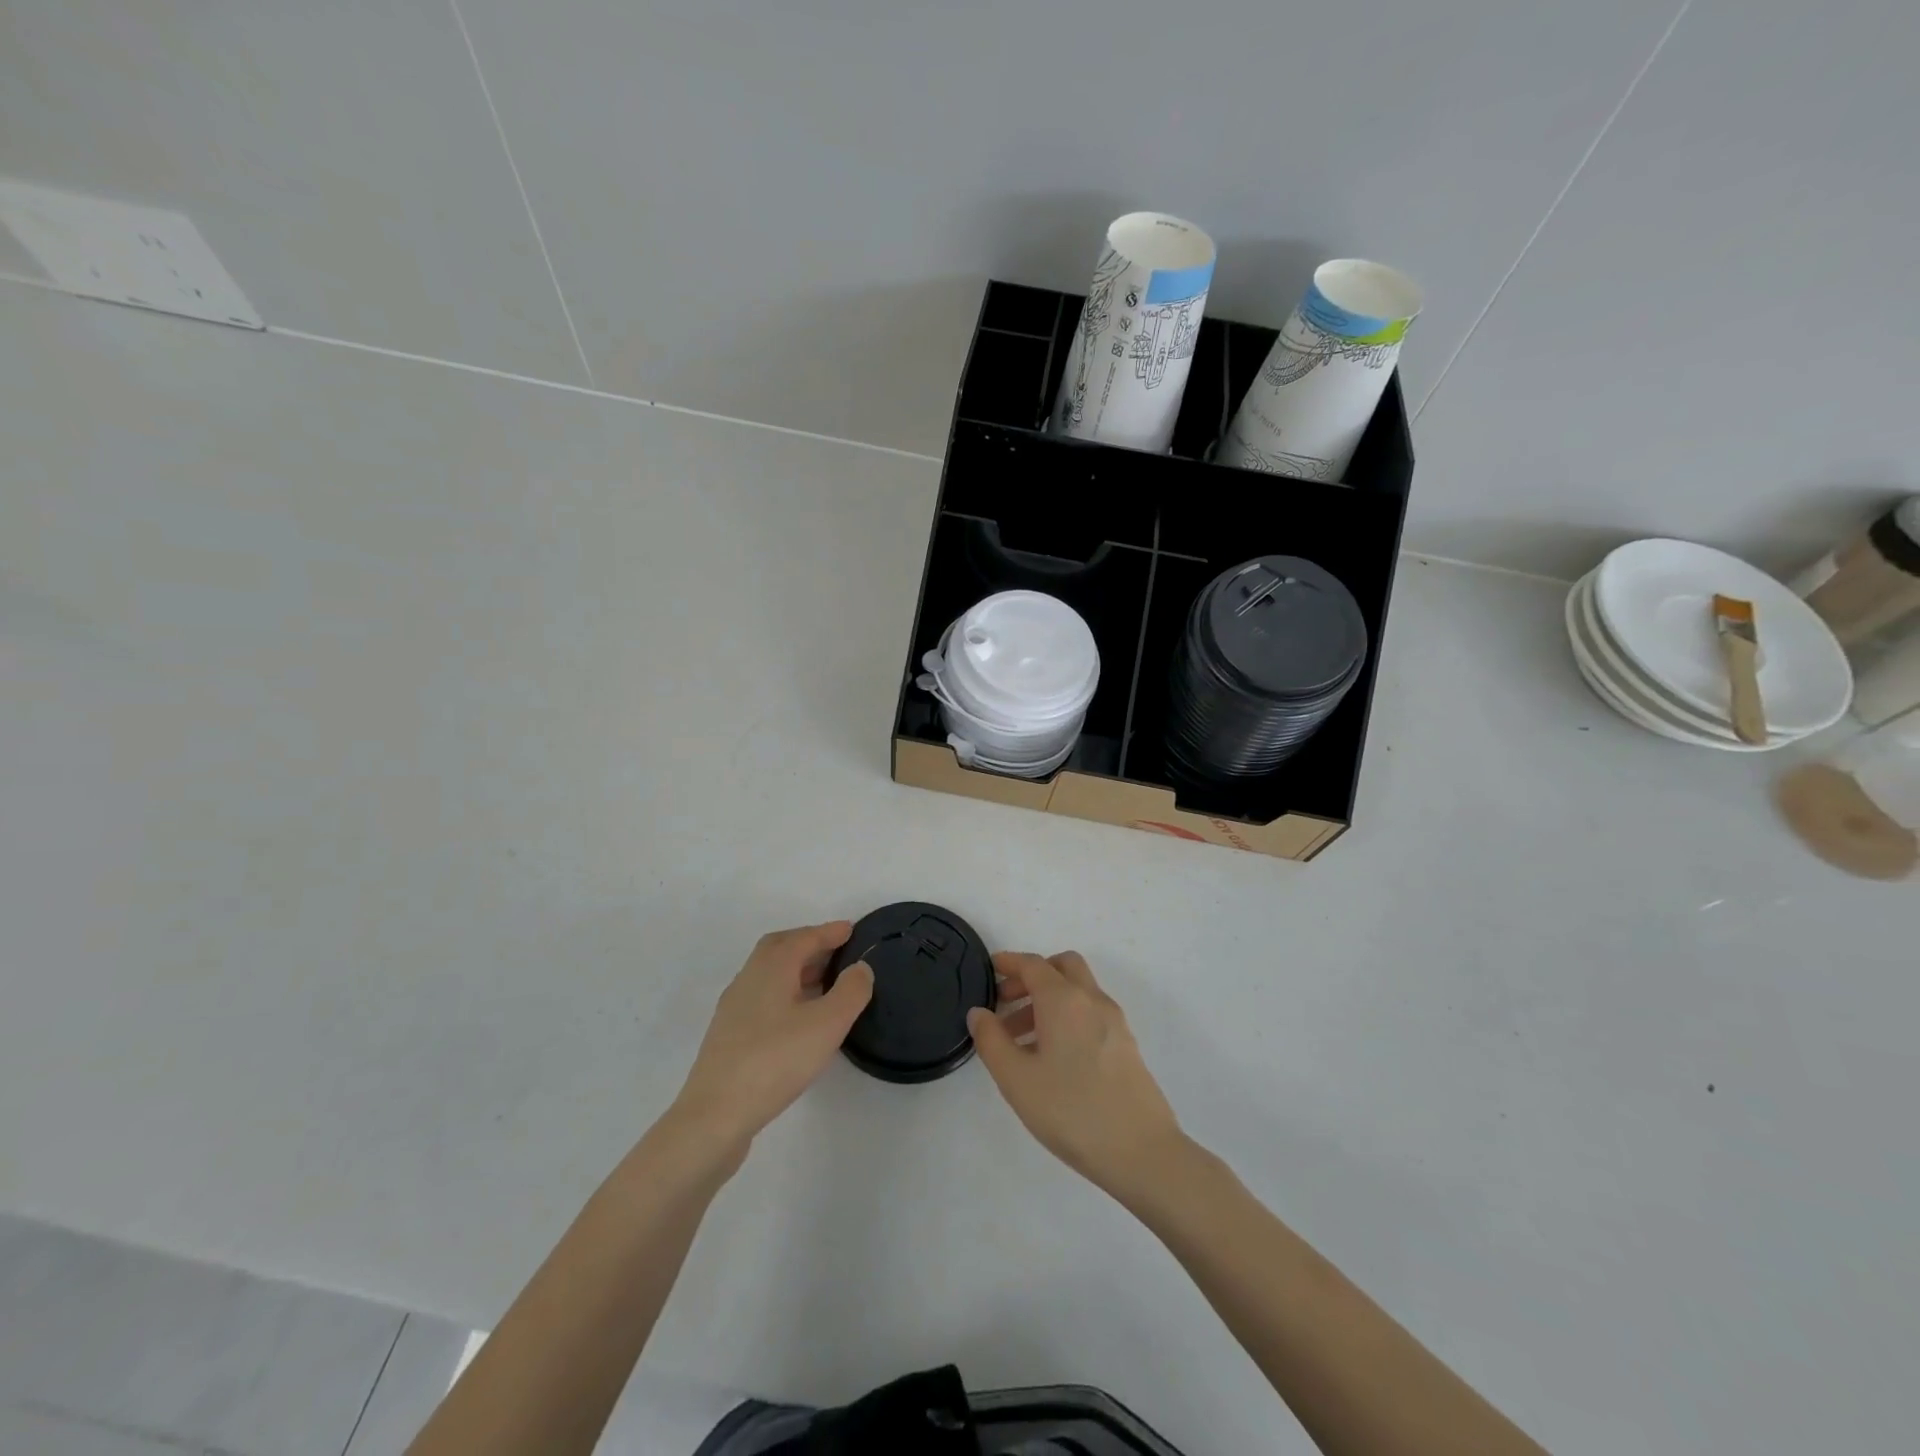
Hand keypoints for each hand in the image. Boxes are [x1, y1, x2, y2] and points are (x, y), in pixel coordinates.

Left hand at [672, 922, 873, 1152]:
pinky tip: (798, 1018)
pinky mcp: (728, 1036)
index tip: (851, 929)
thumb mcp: (827, 1024)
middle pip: (780, 949)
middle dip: (809, 944)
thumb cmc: (775, 1060)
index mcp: (771, 968)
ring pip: (769, 974)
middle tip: (836, 951)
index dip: (829, 932)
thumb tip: (860, 968)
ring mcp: (734, 1008)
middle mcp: (749, 978)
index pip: (804, 938)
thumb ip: (850, 992)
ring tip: (824, 983)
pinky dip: (785, 993)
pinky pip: (763, 997)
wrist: (715, 1116)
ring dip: (796, 970)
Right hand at [968, 951, 1182, 1197]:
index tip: (990, 970)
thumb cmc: (1071, 1111)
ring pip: (1078, 991)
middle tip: (1007, 1002)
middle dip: (1033, 976)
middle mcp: (1092, 1000)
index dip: (1009, 962)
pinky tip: (1052, 1058)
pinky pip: (1091, 1014)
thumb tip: (980, 1013)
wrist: (1142, 1151)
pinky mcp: (1126, 1045)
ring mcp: (1115, 1022)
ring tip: (1021, 1041)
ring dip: (1049, 1000)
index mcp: (1064, 1000)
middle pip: (1062, 967)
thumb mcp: (1017, 1080)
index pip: (1033, 965)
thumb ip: (992, 1041)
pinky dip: (1068, 1017)